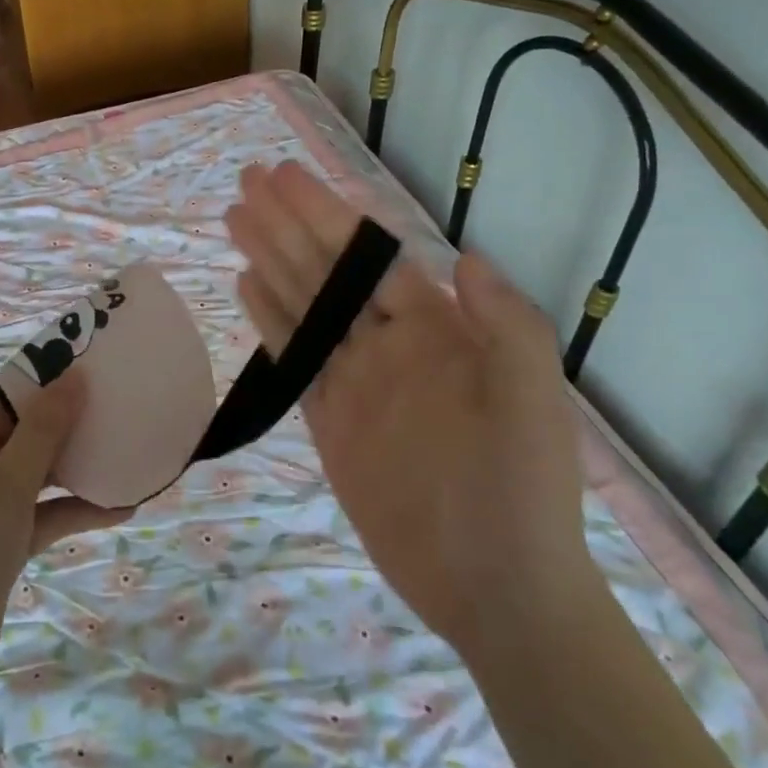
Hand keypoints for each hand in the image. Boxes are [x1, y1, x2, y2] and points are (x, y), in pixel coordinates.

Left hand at [0, 375, 127, 715]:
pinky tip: (122, 509)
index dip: (57, 377)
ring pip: (39, 470)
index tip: (107, 370)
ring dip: (80, 466)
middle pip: (29, 427)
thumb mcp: (5, 485)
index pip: (13, 389)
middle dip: (76, 422)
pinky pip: (42, 511)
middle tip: (129, 410)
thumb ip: (43, 430)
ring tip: (132, 454)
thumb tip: (73, 376)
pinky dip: (74, 508)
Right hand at [226, 162, 594, 650]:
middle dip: (287, 224)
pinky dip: (269, 320)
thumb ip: (506, 326)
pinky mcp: (328, 420)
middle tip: (246, 182)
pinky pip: (293, 359)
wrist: (495, 589)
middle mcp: (388, 345)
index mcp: (437, 331)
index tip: (287, 178)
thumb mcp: (532, 404)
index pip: (370, 257)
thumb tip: (463, 256)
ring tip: (235, 218)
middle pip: (326, 271)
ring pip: (302, 306)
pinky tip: (246, 285)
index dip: (327, 215)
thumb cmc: (521, 492)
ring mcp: (354, 381)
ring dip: (269, 259)